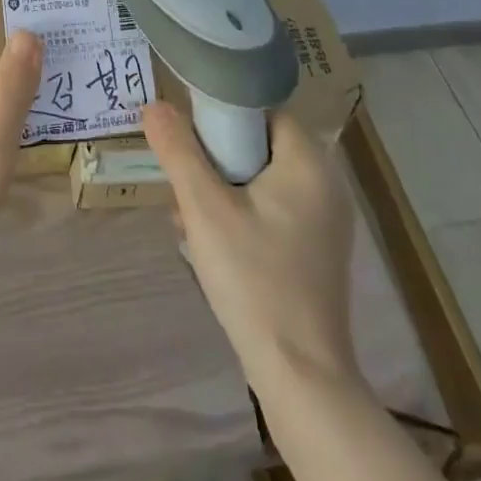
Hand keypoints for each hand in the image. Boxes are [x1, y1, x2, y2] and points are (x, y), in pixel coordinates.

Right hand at [143, 103, 356, 385]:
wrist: (300, 375)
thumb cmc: (253, 279)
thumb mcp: (204, 208)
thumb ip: (178, 151)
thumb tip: (154, 105)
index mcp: (309, 162)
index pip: (263, 110)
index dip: (223, 116)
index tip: (190, 140)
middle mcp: (327, 184)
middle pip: (260, 145)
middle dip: (216, 161)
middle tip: (185, 186)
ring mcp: (326, 222)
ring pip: (262, 181)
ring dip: (223, 191)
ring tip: (190, 219)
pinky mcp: (318, 252)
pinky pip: (273, 211)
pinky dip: (242, 216)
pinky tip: (213, 247)